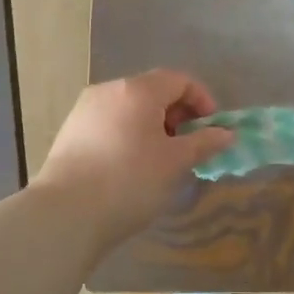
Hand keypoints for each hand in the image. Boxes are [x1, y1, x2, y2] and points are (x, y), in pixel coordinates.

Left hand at [32, 70, 234, 243]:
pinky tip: (132, 167)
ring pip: (130, 109)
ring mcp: (85, 110)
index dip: (202, 100)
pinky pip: (110, 124)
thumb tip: (227, 134)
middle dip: (178, 114)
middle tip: (189, 147)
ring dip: (153, 126)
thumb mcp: (175, 163)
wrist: (66, 214)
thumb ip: (204, 143)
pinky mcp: (70, 132)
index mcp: (137, 90)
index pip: (179, 80)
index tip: (212, 130)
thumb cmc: (130, 181)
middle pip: (153, 91)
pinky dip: (130, 135)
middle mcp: (109, 91)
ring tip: (162, 160)